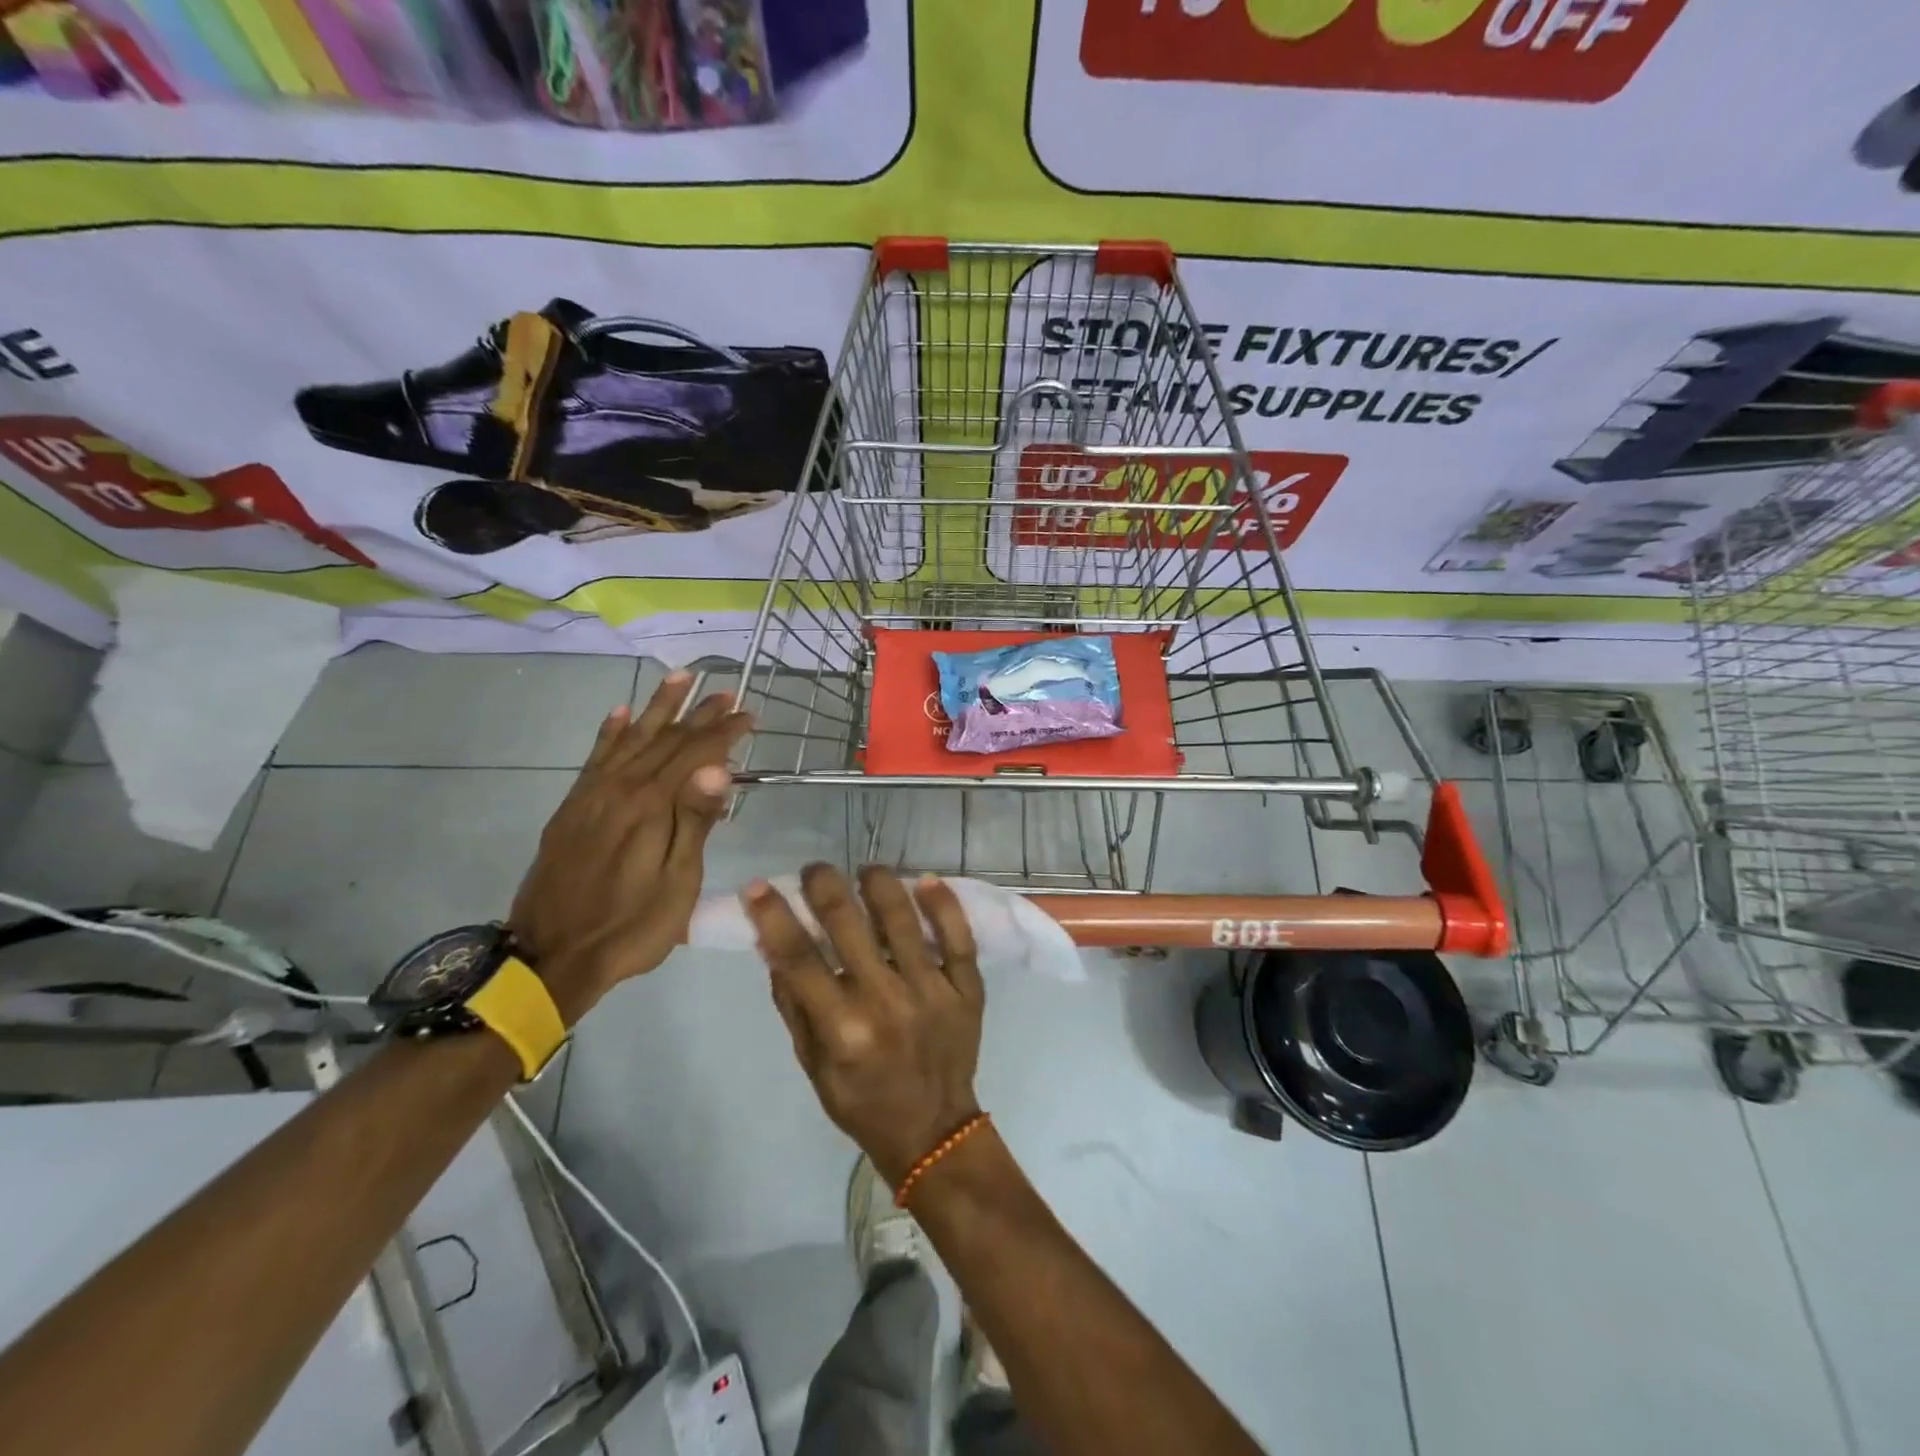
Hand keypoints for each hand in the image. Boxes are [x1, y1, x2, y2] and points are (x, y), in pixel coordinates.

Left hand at [510, 672, 750, 1025]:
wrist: (551, 956)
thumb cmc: (631, 926)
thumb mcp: (677, 884)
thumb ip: (695, 821)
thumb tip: (718, 767)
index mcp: (651, 807)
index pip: (695, 754)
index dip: (723, 732)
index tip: (749, 714)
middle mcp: (620, 789)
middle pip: (665, 740)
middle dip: (698, 713)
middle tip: (726, 692)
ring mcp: (592, 796)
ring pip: (630, 738)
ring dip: (657, 707)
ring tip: (679, 678)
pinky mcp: (573, 808)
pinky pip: (594, 758)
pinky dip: (610, 733)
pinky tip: (619, 714)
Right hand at [743, 864, 984, 1186]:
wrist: (933, 1130)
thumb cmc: (862, 1100)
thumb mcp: (813, 1064)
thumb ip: (793, 1003)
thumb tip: (771, 943)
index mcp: (842, 1027)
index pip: (799, 956)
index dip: (774, 915)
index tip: (758, 886)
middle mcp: (885, 1001)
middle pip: (848, 924)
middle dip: (824, 885)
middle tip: (817, 870)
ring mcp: (931, 991)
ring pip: (903, 919)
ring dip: (879, 883)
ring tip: (867, 871)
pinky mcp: (967, 989)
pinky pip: (959, 936)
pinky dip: (943, 904)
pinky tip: (926, 881)